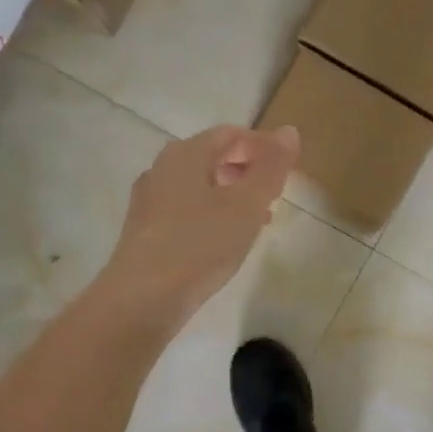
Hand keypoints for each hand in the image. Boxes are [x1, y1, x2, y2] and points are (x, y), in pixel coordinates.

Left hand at [98, 124, 299, 327]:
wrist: (143, 300)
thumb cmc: (200, 246)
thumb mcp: (246, 205)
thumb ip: (270, 168)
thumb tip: (288, 131)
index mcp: (185, 154)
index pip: (231, 134)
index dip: (264, 146)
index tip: (290, 169)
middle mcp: (161, 169)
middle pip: (212, 157)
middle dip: (248, 170)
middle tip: (276, 194)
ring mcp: (149, 201)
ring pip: (199, 186)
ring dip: (232, 195)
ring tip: (258, 219)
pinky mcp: (145, 231)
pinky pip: (186, 210)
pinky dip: (212, 214)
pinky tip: (225, 240)